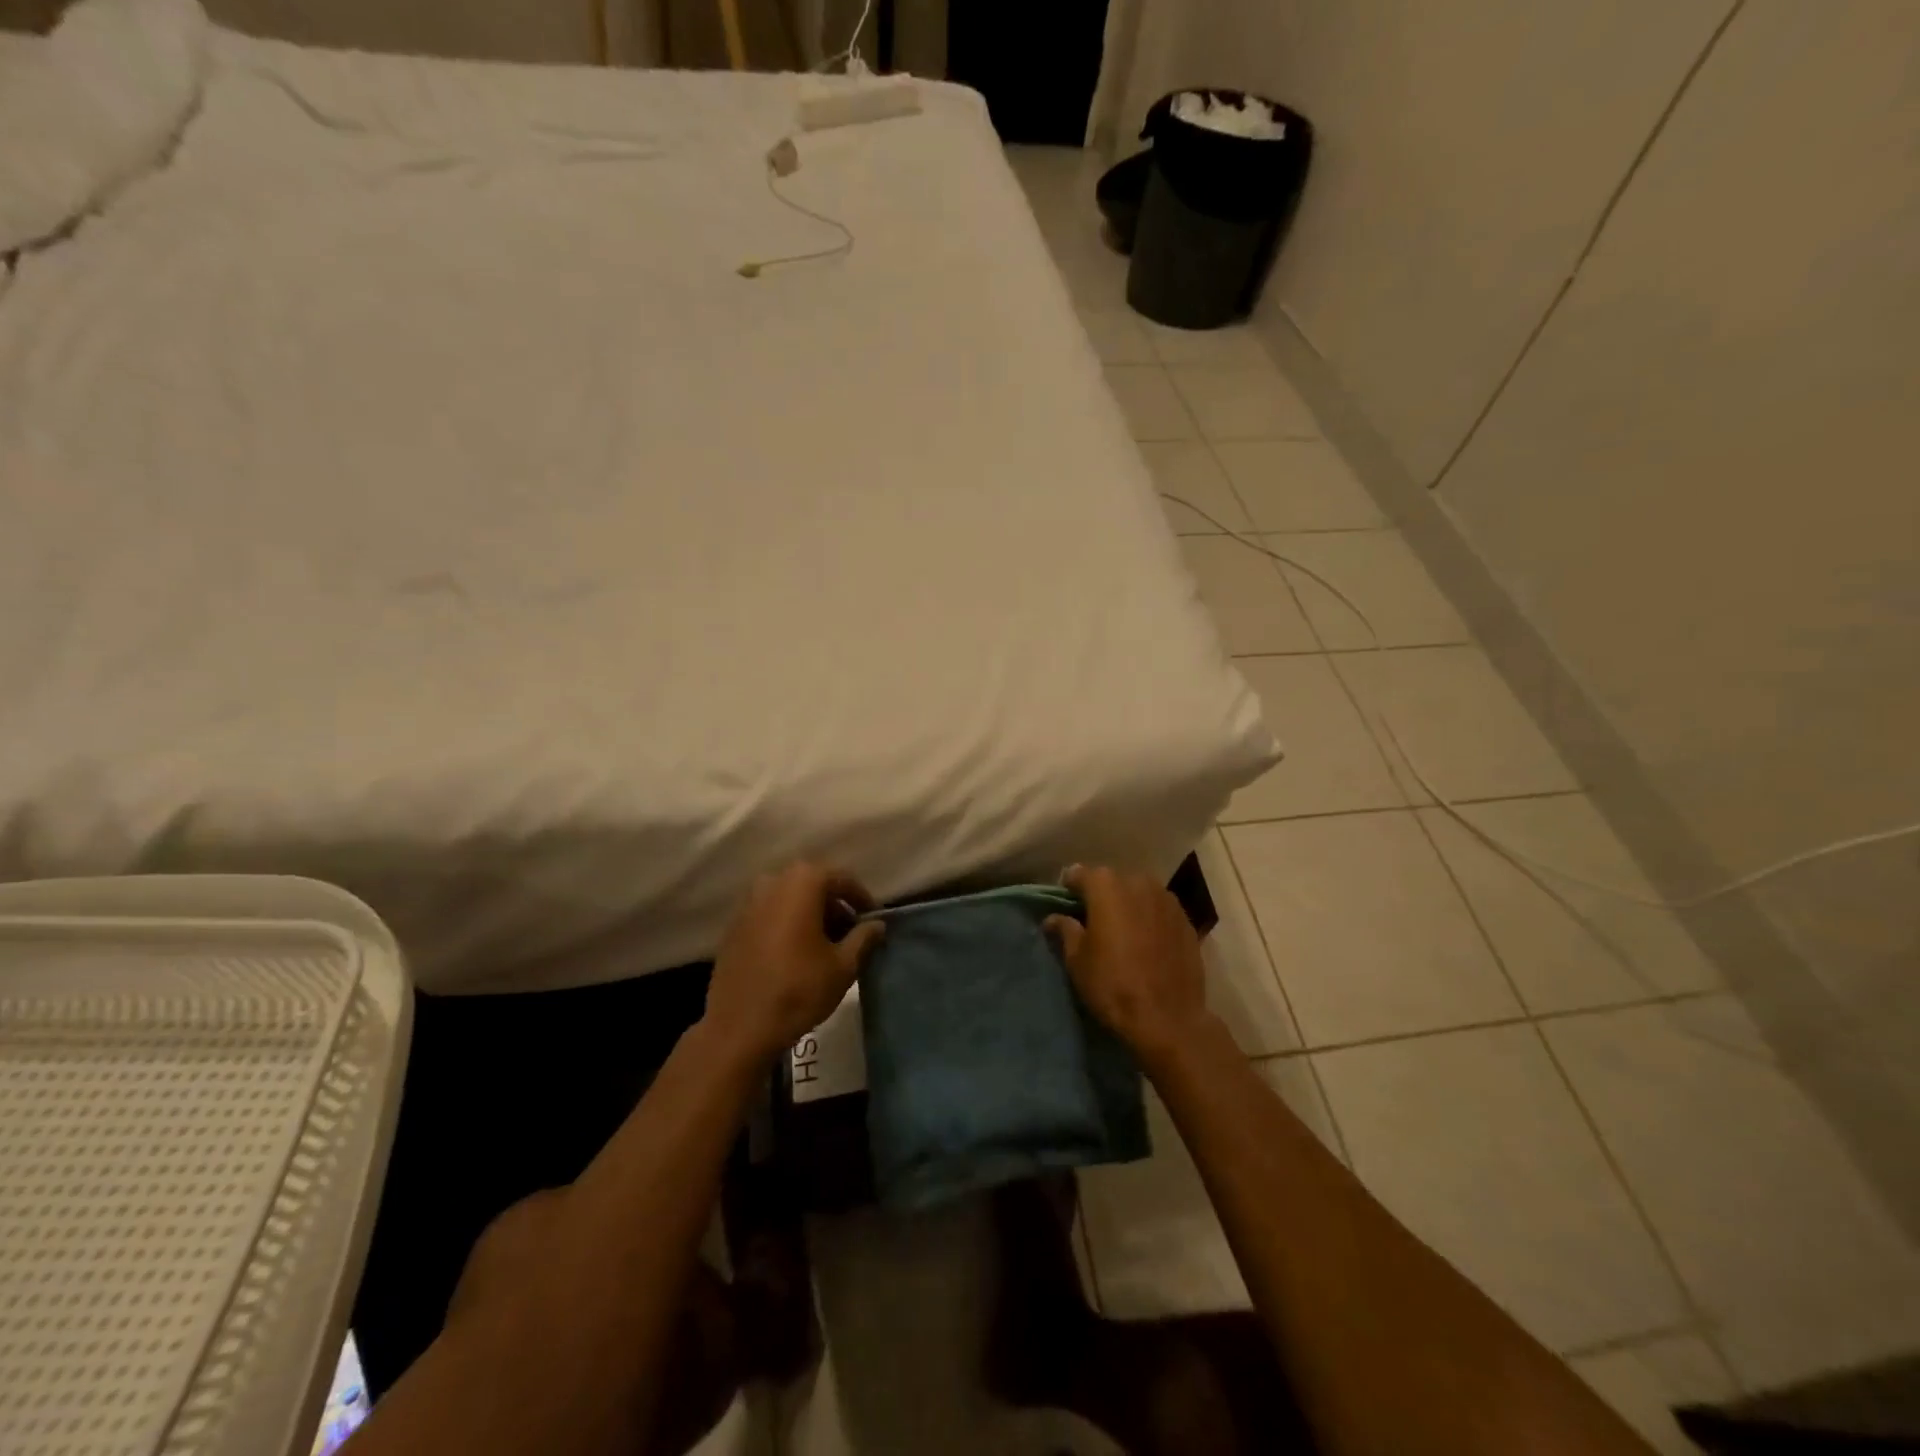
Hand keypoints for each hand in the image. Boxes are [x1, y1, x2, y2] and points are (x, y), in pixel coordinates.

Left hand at [703, 862, 885, 1059]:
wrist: (739, 1027)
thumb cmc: (798, 990)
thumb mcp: (843, 966)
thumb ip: (863, 938)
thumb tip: (877, 924)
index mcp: (803, 883)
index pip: (842, 879)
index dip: (861, 899)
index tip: (873, 919)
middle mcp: (773, 882)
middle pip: (813, 886)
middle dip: (834, 906)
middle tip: (851, 933)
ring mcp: (748, 903)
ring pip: (789, 899)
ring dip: (810, 915)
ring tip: (825, 944)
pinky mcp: (733, 926)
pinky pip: (769, 915)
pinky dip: (787, 925)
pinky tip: (795, 953)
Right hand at [1044, 864, 1217, 1066]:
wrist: (1168, 1018)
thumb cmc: (1112, 985)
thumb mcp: (1077, 960)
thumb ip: (1065, 930)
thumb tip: (1054, 918)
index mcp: (1106, 886)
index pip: (1078, 874)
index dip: (1068, 890)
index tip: (1065, 908)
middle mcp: (1138, 882)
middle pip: (1111, 881)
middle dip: (1101, 896)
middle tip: (1093, 922)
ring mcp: (1167, 899)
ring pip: (1138, 894)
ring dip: (1128, 906)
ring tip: (1122, 932)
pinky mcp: (1187, 920)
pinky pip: (1159, 911)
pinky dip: (1150, 919)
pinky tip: (1147, 943)